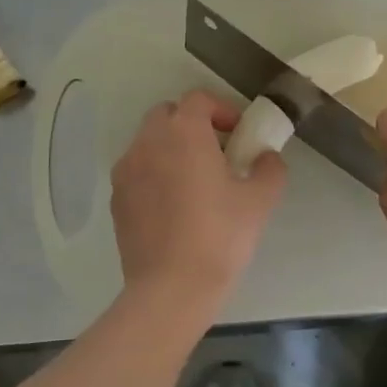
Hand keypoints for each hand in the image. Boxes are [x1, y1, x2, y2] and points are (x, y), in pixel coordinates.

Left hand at [110, 91, 286, 310]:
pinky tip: (174, 206)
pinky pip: (137, 170)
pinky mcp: (117, 198)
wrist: (172, 287)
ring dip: (172, 148)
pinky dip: (155, 173)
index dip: (222, 109)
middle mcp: (148, 142)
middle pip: (167, 114)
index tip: (239, 133)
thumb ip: (269, 168)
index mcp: (184, 133)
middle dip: (192, 124)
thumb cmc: (221, 236)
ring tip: (195, 180)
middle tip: (218, 151)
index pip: (199, 98)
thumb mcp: (260, 200)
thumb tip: (266, 157)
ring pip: (149, 142)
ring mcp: (127, 170)